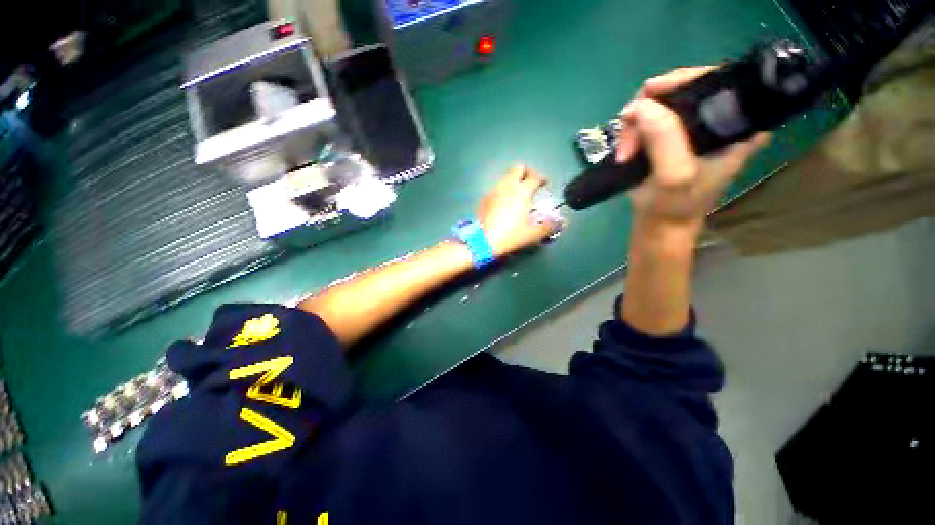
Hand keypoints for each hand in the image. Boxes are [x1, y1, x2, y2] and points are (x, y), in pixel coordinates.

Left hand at [477, 165, 560, 257]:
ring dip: (514, 181)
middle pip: (518, 167)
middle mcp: (507, 186)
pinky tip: (505, 203)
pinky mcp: (484, 198)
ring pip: (505, 177)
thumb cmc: (510, 236)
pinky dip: (503, 190)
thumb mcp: (533, 234)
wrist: (483, 241)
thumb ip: (549, 226)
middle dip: (526, 172)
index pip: (535, 176)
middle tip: (531, 183)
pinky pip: (496, 188)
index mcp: (522, 191)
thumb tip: (559, 222)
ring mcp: (493, 191)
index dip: (542, 178)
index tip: (544, 184)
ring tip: (518, 194)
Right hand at [616, 67, 770, 237]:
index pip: (718, 78)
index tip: (651, 94)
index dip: (683, 79)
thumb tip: (639, 104)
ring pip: (661, 103)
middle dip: (649, 108)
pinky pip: (650, 118)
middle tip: (629, 136)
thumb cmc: (674, 207)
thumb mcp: (673, 176)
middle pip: (684, 88)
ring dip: (635, 124)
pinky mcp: (673, 137)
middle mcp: (720, 119)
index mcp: (739, 124)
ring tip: (624, 152)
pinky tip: (626, 149)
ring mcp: (694, 128)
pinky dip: (633, 131)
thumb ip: (664, 139)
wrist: (660, 225)